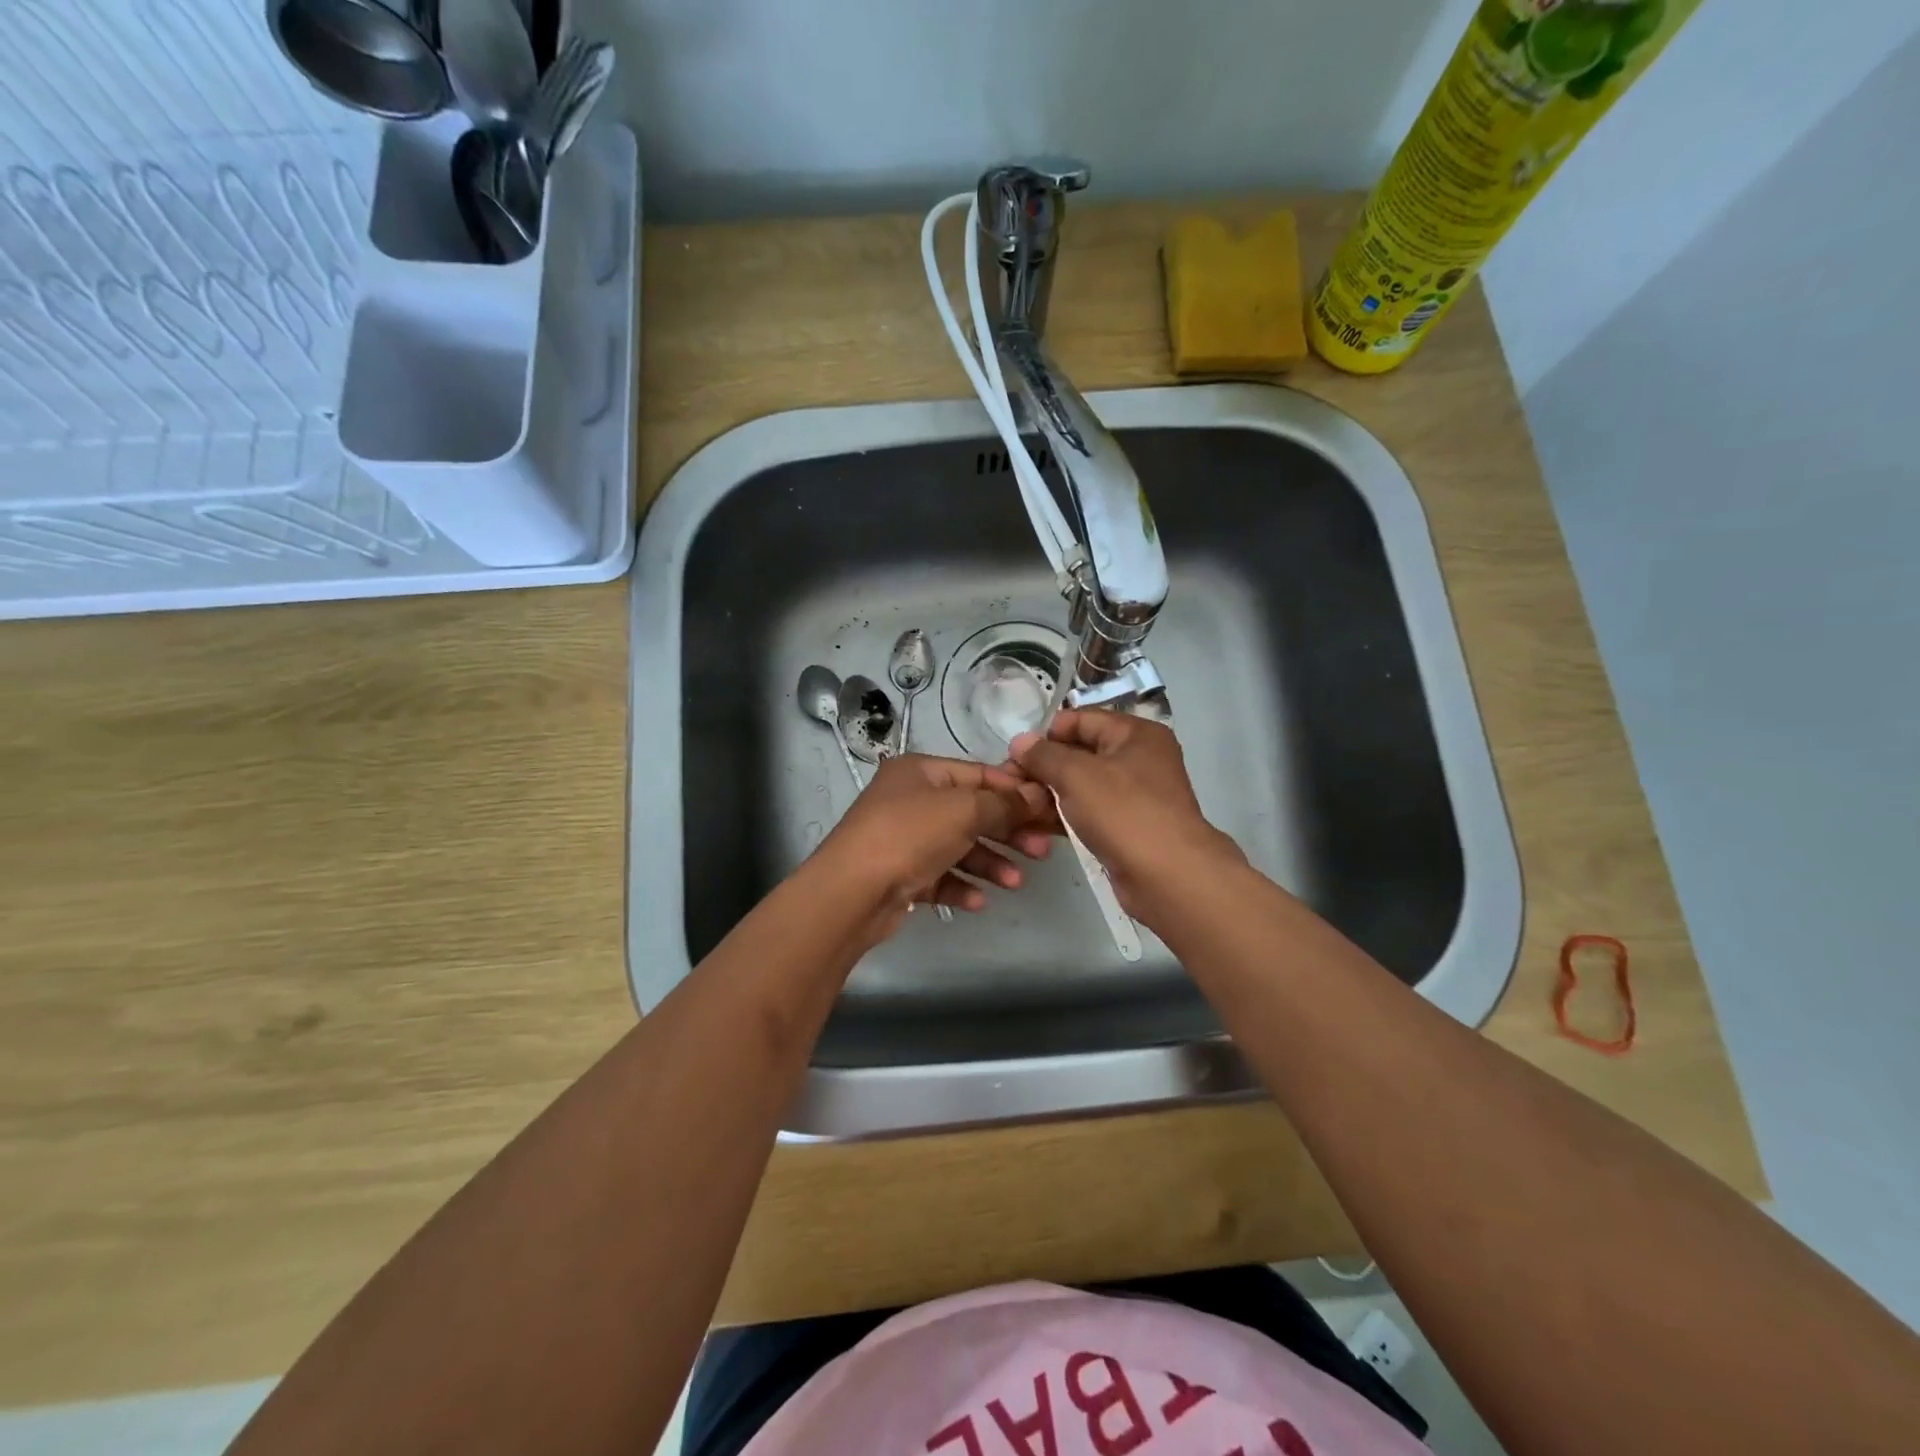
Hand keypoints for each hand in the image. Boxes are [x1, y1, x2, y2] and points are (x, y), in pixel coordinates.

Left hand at [808, 753, 1054, 941]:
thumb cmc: (909, 836)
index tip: (1048, 808)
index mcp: (921, 772)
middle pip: (971, 812)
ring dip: (989, 863)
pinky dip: (961, 885)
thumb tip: (1039, 793)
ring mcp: (903, 839)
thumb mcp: (964, 810)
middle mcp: (910, 800)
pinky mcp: (900, 875)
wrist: (851, 893)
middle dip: (1007, 831)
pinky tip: (978, 901)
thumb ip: (1005, 803)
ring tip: (1015, 882)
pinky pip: (939, 876)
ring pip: (958, 847)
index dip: (1015, 790)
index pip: (978, 774)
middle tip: (1041, 850)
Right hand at [1008, 710, 1243, 921]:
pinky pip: (1088, 812)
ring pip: (1081, 786)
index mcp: (1136, 733)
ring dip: (1050, 795)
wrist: (1167, 876)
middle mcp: (1139, 759)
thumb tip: (1019, 741)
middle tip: (1010, 782)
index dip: (1046, 733)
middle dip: (1044, 767)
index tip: (1014, 753)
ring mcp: (1134, 795)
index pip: (1082, 719)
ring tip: (1017, 806)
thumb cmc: (1124, 812)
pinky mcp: (1126, 827)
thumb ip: (1044, 755)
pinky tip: (1035, 827)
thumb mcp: (1076, 775)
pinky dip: (1064, 816)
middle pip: (1080, 753)